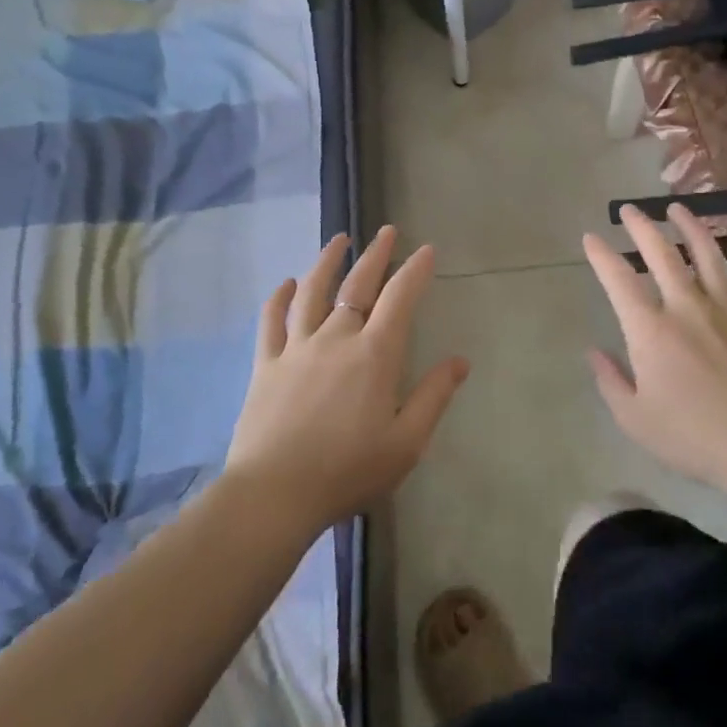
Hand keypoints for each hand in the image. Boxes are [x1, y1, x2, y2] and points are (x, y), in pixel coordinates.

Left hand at [226, 227, 467, 533]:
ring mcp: (297, 348)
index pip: (400, 298)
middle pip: (358, 284)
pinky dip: (279, 298)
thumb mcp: (406, 443)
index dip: (415, 270)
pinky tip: (286, 284)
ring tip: (338, 240)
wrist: (274, 495)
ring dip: (327, 262)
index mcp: (374, 354)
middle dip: (376, 254)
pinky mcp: (267, 364)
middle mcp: (336, 338)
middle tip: (386, 231)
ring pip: (313, 292)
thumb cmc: (348, 471)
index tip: (426, 250)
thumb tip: (460, 360)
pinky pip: (271, 321)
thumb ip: (434, 397)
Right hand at [583, 205, 726, 493]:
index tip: (590, 238)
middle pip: (662, 254)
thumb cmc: (693, 437)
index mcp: (651, 330)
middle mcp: (687, 308)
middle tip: (630, 209)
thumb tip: (593, 351)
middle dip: (642, 227)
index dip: (601, 256)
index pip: (619, 281)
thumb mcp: (635, 419)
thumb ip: (610, 381)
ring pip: (709, 255)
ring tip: (679, 208)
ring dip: (692, 227)